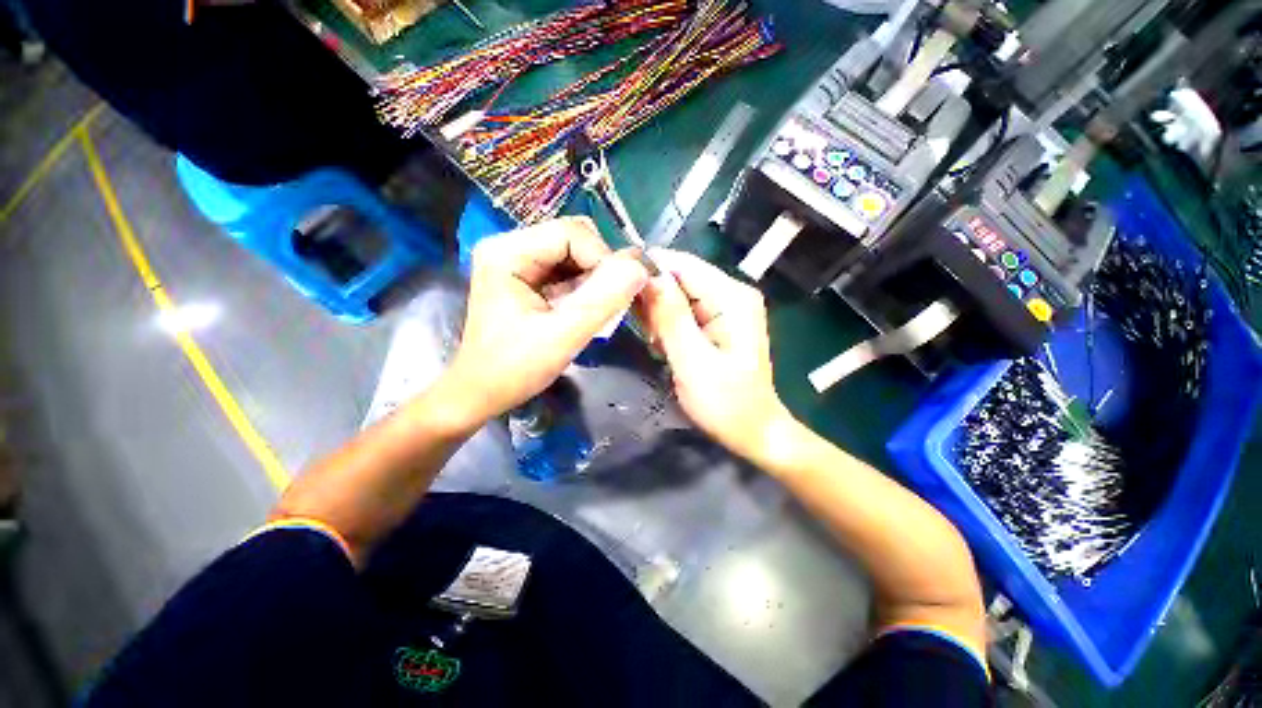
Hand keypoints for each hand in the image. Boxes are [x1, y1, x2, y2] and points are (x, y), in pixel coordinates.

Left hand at [442, 217, 649, 422]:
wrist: (483, 392)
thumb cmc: (515, 368)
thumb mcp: (563, 336)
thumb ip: (603, 300)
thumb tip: (640, 266)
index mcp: (508, 252)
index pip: (571, 233)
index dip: (603, 258)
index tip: (619, 293)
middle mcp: (510, 246)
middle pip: (574, 238)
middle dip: (599, 268)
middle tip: (609, 302)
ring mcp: (518, 261)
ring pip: (574, 254)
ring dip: (595, 279)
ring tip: (598, 309)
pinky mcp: (527, 278)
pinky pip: (568, 271)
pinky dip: (585, 287)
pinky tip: (584, 309)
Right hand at [636, 249, 793, 462]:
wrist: (753, 431)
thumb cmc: (726, 403)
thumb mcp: (693, 361)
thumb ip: (670, 317)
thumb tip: (646, 275)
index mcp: (732, 296)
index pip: (681, 264)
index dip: (647, 269)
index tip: (617, 287)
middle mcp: (731, 293)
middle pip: (679, 277)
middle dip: (653, 299)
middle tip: (644, 331)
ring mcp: (725, 307)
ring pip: (677, 294)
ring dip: (658, 315)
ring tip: (657, 343)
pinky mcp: (717, 322)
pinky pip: (683, 311)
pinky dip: (667, 325)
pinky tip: (664, 345)